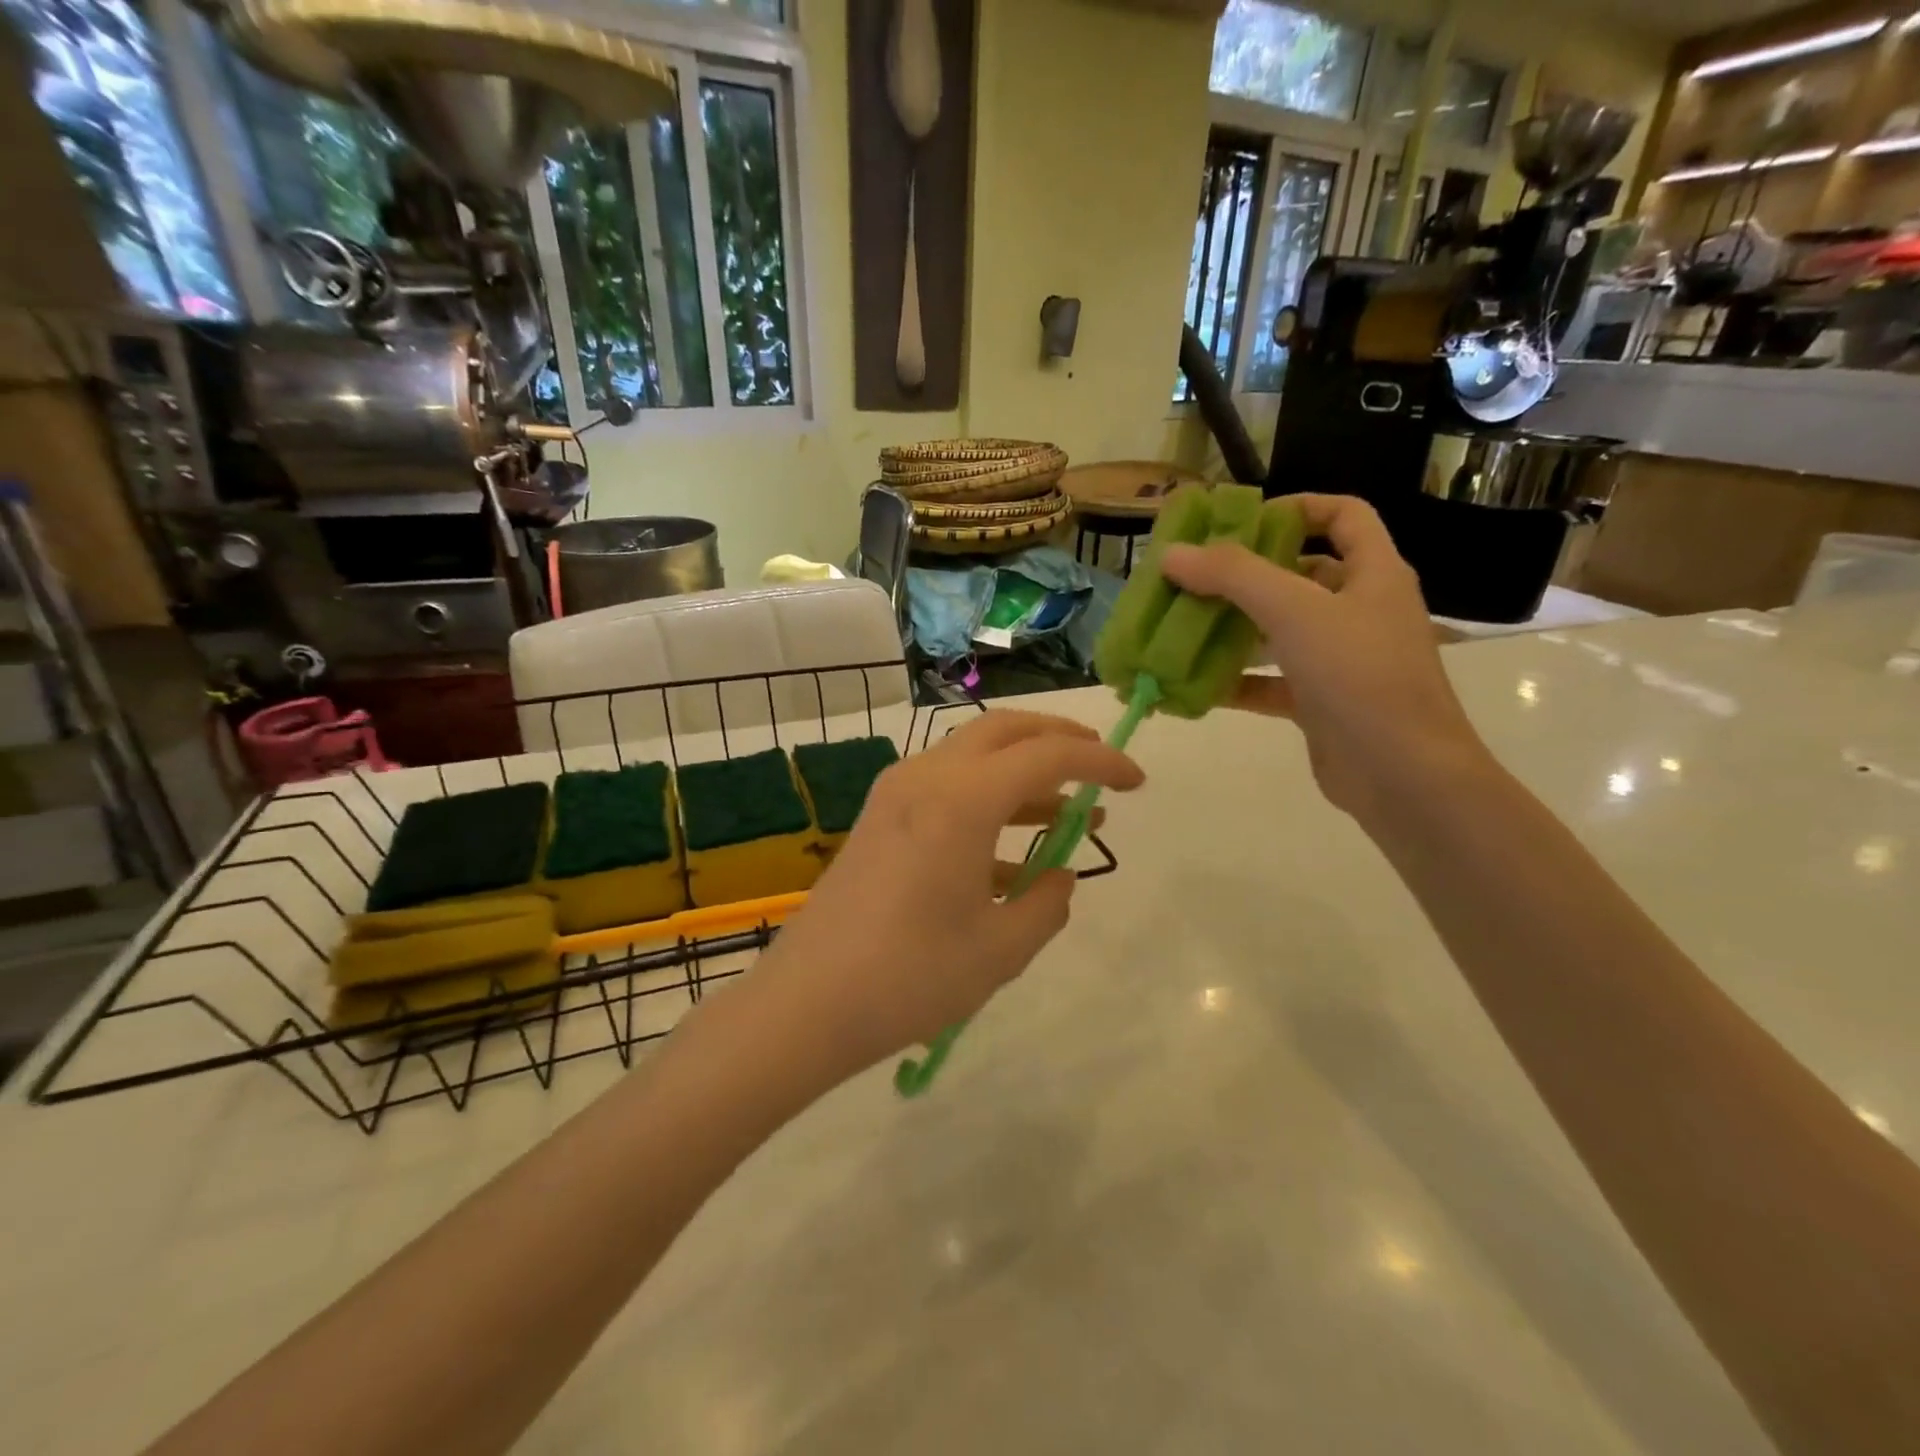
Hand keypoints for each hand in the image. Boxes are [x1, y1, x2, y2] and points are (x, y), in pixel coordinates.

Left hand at [761, 710, 1142, 1071]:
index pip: (1047, 755)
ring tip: (1069, 817)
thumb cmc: (910, 977)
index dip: (1100, 760)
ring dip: (1024, 775)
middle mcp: (927, 778)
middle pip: (1004, 730)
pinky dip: (987, 805)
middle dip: (1059, 738)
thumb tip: (1060, 876)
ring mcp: (896, 794)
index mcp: (961, 800)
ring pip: (973, 757)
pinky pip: (946, 790)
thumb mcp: (1000, 950)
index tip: (1137, 781)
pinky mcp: (880, 818)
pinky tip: (1012, 862)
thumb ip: (1046, 904)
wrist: (807, 1003)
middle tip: (1099, 765)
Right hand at [1160, 493, 1490, 822]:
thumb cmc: (1360, 676)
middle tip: (1192, 576)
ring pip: (1280, 631)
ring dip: (1234, 627)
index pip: (1344, 516)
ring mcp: (1340, 660)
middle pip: (1301, 573)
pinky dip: (1235, 681)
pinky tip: (1193, 684)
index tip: (1241, 521)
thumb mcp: (1296, 611)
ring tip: (1181, 625)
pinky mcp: (1320, 704)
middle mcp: (1360, 611)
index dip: (1298, 507)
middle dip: (1247, 573)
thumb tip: (1173, 554)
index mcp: (1373, 574)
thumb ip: (1234, 576)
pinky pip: (1270, 682)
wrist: (1402, 775)